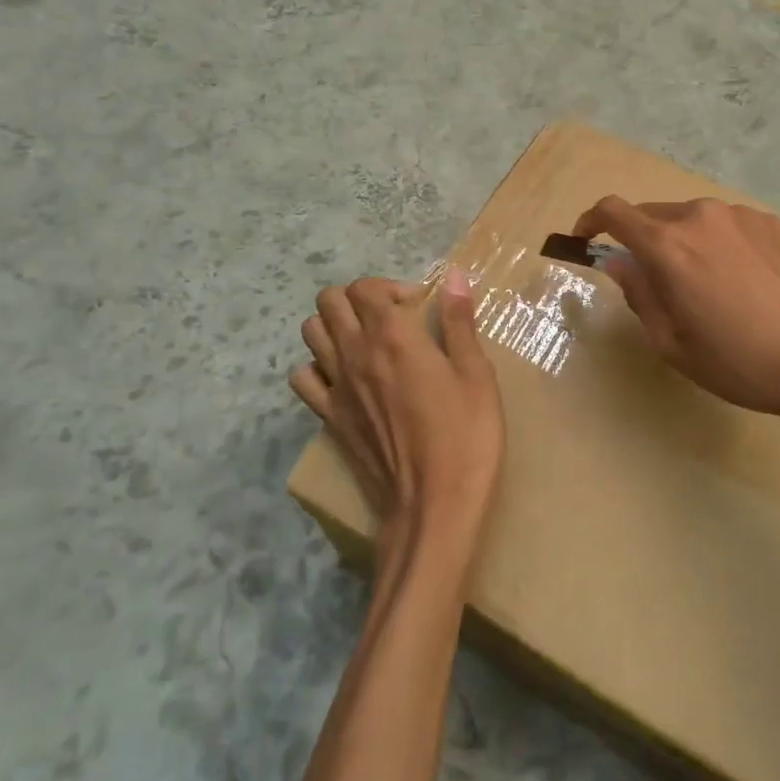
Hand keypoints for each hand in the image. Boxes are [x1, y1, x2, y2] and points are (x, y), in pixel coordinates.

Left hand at [291, 270, 504, 562]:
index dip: (391, 287)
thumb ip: (459, 322)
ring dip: (335, 326)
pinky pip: (303, 378)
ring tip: (367, 342)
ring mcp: (336, 387)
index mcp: (394, 336)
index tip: (419, 307)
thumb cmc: (466, 436)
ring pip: (311, 332)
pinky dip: (318, 367)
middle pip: (330, 301)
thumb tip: (456, 275)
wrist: (434, 505)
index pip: (366, 287)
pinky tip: (346, 378)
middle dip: (359, 299)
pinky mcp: (329, 418)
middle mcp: (356, 353)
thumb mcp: (476, 374)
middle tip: (392, 318)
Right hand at [575, 196, 779, 429]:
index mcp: (668, 246)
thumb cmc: (739, 362)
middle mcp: (700, 217)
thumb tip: (618, 262)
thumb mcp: (672, 343)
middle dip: (641, 241)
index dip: (590, 220)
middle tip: (655, 281)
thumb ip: (638, 293)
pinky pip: (730, 225)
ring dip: (684, 242)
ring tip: (708, 286)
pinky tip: (745, 282)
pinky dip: (720, 244)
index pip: (613, 211)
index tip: (585, 238)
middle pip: (653, 215)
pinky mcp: (773, 221)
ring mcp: (741, 215)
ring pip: (693, 220)